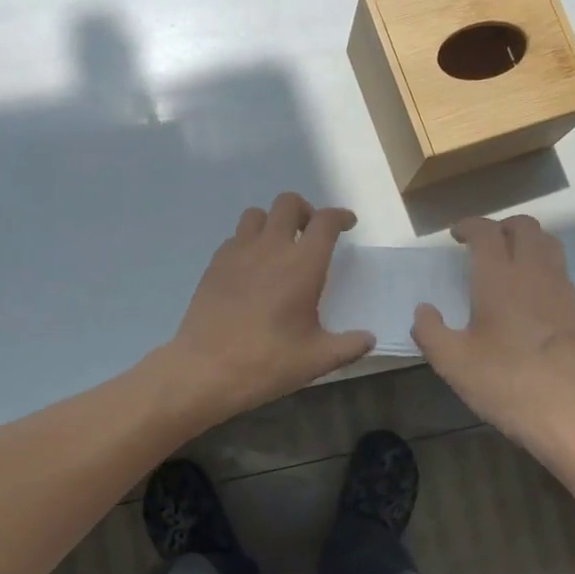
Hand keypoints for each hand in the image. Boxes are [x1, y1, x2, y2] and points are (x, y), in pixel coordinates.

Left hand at [158, 193, 374, 424]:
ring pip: (257, 214)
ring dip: (273, 222)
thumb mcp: (317, 359)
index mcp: (303, 264)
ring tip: (279, 247)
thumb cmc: (268, 362)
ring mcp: (238, 253)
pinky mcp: (214, 265)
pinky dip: (248, 243)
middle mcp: (271, 248)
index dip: (340, 216)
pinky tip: (251, 269)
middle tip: (311, 233)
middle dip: (305, 211)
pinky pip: (235, 238)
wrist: (206, 370)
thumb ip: (349, 345)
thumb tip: (368, 339)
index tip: (347, 224)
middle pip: (288, 203)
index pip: (325, 221)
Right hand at [411, 215, 574, 453]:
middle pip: (525, 227)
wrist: (568, 414)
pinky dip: (541, 267)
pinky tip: (528, 295)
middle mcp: (534, 274)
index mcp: (500, 279)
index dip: (470, 226)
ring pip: (548, 244)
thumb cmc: (504, 383)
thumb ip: (430, 330)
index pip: (487, 232)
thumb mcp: (452, 362)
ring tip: (507, 262)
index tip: (456, 235)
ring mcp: (561, 290)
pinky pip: (559, 271)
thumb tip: (424, 310)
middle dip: (501, 226)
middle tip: (482, 244)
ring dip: (526, 242)